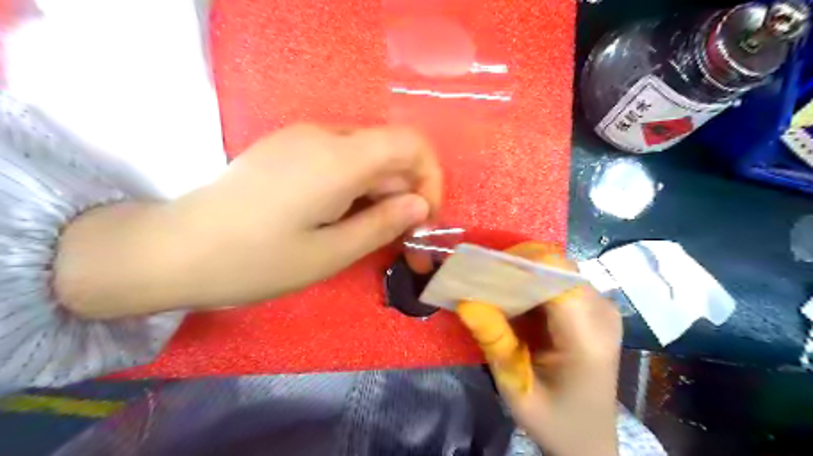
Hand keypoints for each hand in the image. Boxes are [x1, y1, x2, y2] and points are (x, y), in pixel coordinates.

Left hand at [56, 124, 442, 315]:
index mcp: (338, 158)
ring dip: (382, 191)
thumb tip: (420, 205)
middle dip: (407, 192)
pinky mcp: (288, 149)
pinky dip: (357, 185)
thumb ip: (383, 224)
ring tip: (371, 232)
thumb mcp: (330, 253)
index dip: (430, 177)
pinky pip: (340, 158)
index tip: (424, 217)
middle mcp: (323, 135)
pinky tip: (342, 217)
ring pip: (366, 156)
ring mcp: (302, 138)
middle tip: (403, 238)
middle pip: (390, 151)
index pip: (411, 143)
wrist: (175, 249)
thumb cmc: (256, 261)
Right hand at [457, 242, 623, 455]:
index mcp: (587, 337)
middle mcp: (602, 313)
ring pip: (557, 269)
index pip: (556, 277)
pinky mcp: (594, 308)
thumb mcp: (515, 387)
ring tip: (493, 285)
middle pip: (556, 267)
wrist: (590, 438)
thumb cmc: (554, 420)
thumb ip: (494, 341)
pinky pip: (559, 280)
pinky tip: (513, 297)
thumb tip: (465, 301)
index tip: (482, 270)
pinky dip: (533, 282)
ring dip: (523, 273)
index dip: (518, 266)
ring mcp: (602, 307)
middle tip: (481, 277)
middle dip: (517, 266)